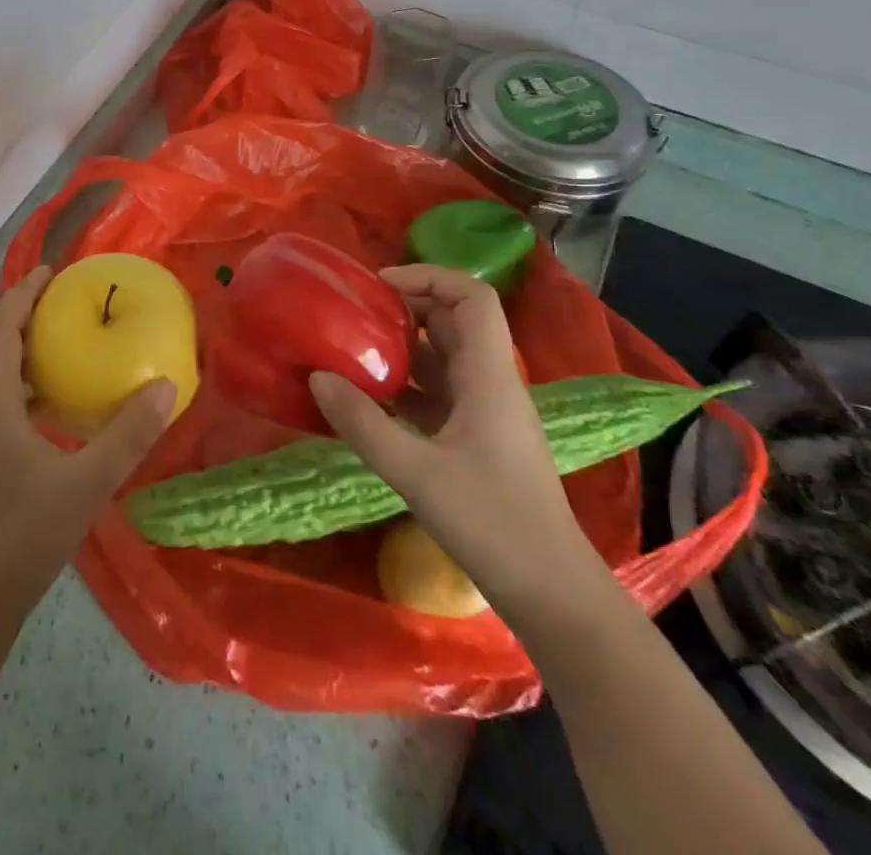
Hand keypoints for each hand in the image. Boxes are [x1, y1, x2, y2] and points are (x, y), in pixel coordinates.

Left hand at [0, 267, 176, 621]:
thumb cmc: (20, 538)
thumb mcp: (86, 483)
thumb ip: (128, 434)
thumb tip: (167, 386)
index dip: (23, 292)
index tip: (52, 271)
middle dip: (23, 317)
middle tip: (66, 304)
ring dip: (20, 354)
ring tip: (63, 348)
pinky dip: (18, 389)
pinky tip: (49, 413)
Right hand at [309, 264, 611, 624]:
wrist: (552, 593)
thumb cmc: (493, 524)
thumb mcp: (416, 473)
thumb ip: (363, 424)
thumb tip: (318, 377)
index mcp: (488, 376)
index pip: (471, 297)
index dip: (427, 277)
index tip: (378, 286)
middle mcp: (490, 383)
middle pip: (453, 321)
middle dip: (405, 308)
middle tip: (354, 314)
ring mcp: (485, 412)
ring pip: (443, 358)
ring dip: (401, 348)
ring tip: (351, 350)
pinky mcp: (477, 439)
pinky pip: (437, 393)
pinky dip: (405, 386)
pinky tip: (369, 400)